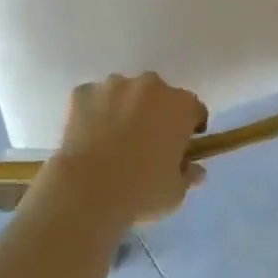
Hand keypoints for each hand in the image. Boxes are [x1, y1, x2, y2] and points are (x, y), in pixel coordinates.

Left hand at [39, 73, 207, 227]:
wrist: (88, 189)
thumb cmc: (142, 191)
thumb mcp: (175, 192)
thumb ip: (188, 175)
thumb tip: (195, 169)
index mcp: (179, 105)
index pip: (193, 109)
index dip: (190, 127)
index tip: (182, 146)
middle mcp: (149, 85)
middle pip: (158, 95)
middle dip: (155, 113)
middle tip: (146, 143)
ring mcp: (113, 85)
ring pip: (124, 93)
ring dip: (124, 108)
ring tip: (112, 141)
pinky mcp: (83, 92)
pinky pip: (93, 99)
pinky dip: (94, 112)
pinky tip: (88, 138)